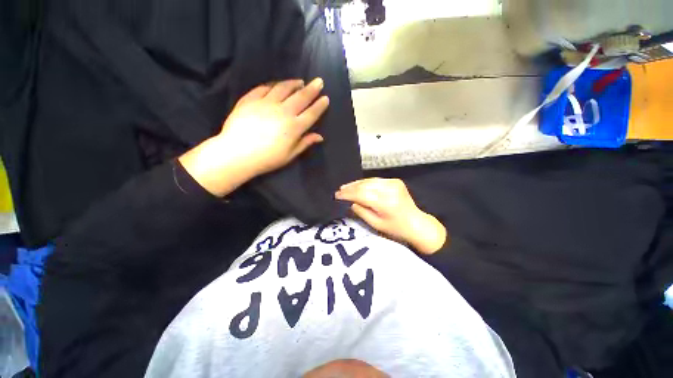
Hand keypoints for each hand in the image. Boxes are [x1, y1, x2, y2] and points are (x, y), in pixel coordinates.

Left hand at [217, 78, 328, 175]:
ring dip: (293, 83)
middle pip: (301, 97)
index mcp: (294, 127)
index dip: (320, 105)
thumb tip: (320, 137)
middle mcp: (283, 111)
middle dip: (312, 89)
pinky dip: (272, 85)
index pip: (311, 113)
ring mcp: (266, 103)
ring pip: (283, 88)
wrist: (238, 154)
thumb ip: (305, 143)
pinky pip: (264, 88)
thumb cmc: (268, 158)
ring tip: (299, 81)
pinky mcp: (251, 99)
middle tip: (318, 81)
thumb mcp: (290, 155)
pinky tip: (276, 85)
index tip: (326, 98)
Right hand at [335, 178, 446, 254]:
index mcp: (386, 203)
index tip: (337, 195)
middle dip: (350, 188)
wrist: (416, 223)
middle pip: (365, 185)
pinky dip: (365, 183)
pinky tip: (358, 185)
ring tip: (345, 187)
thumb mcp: (375, 224)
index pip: (362, 194)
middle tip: (339, 191)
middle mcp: (390, 189)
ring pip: (369, 181)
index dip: (348, 194)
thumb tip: (350, 201)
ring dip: (356, 184)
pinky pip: (376, 180)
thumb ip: (361, 211)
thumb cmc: (395, 229)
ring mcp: (394, 183)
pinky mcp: (395, 181)